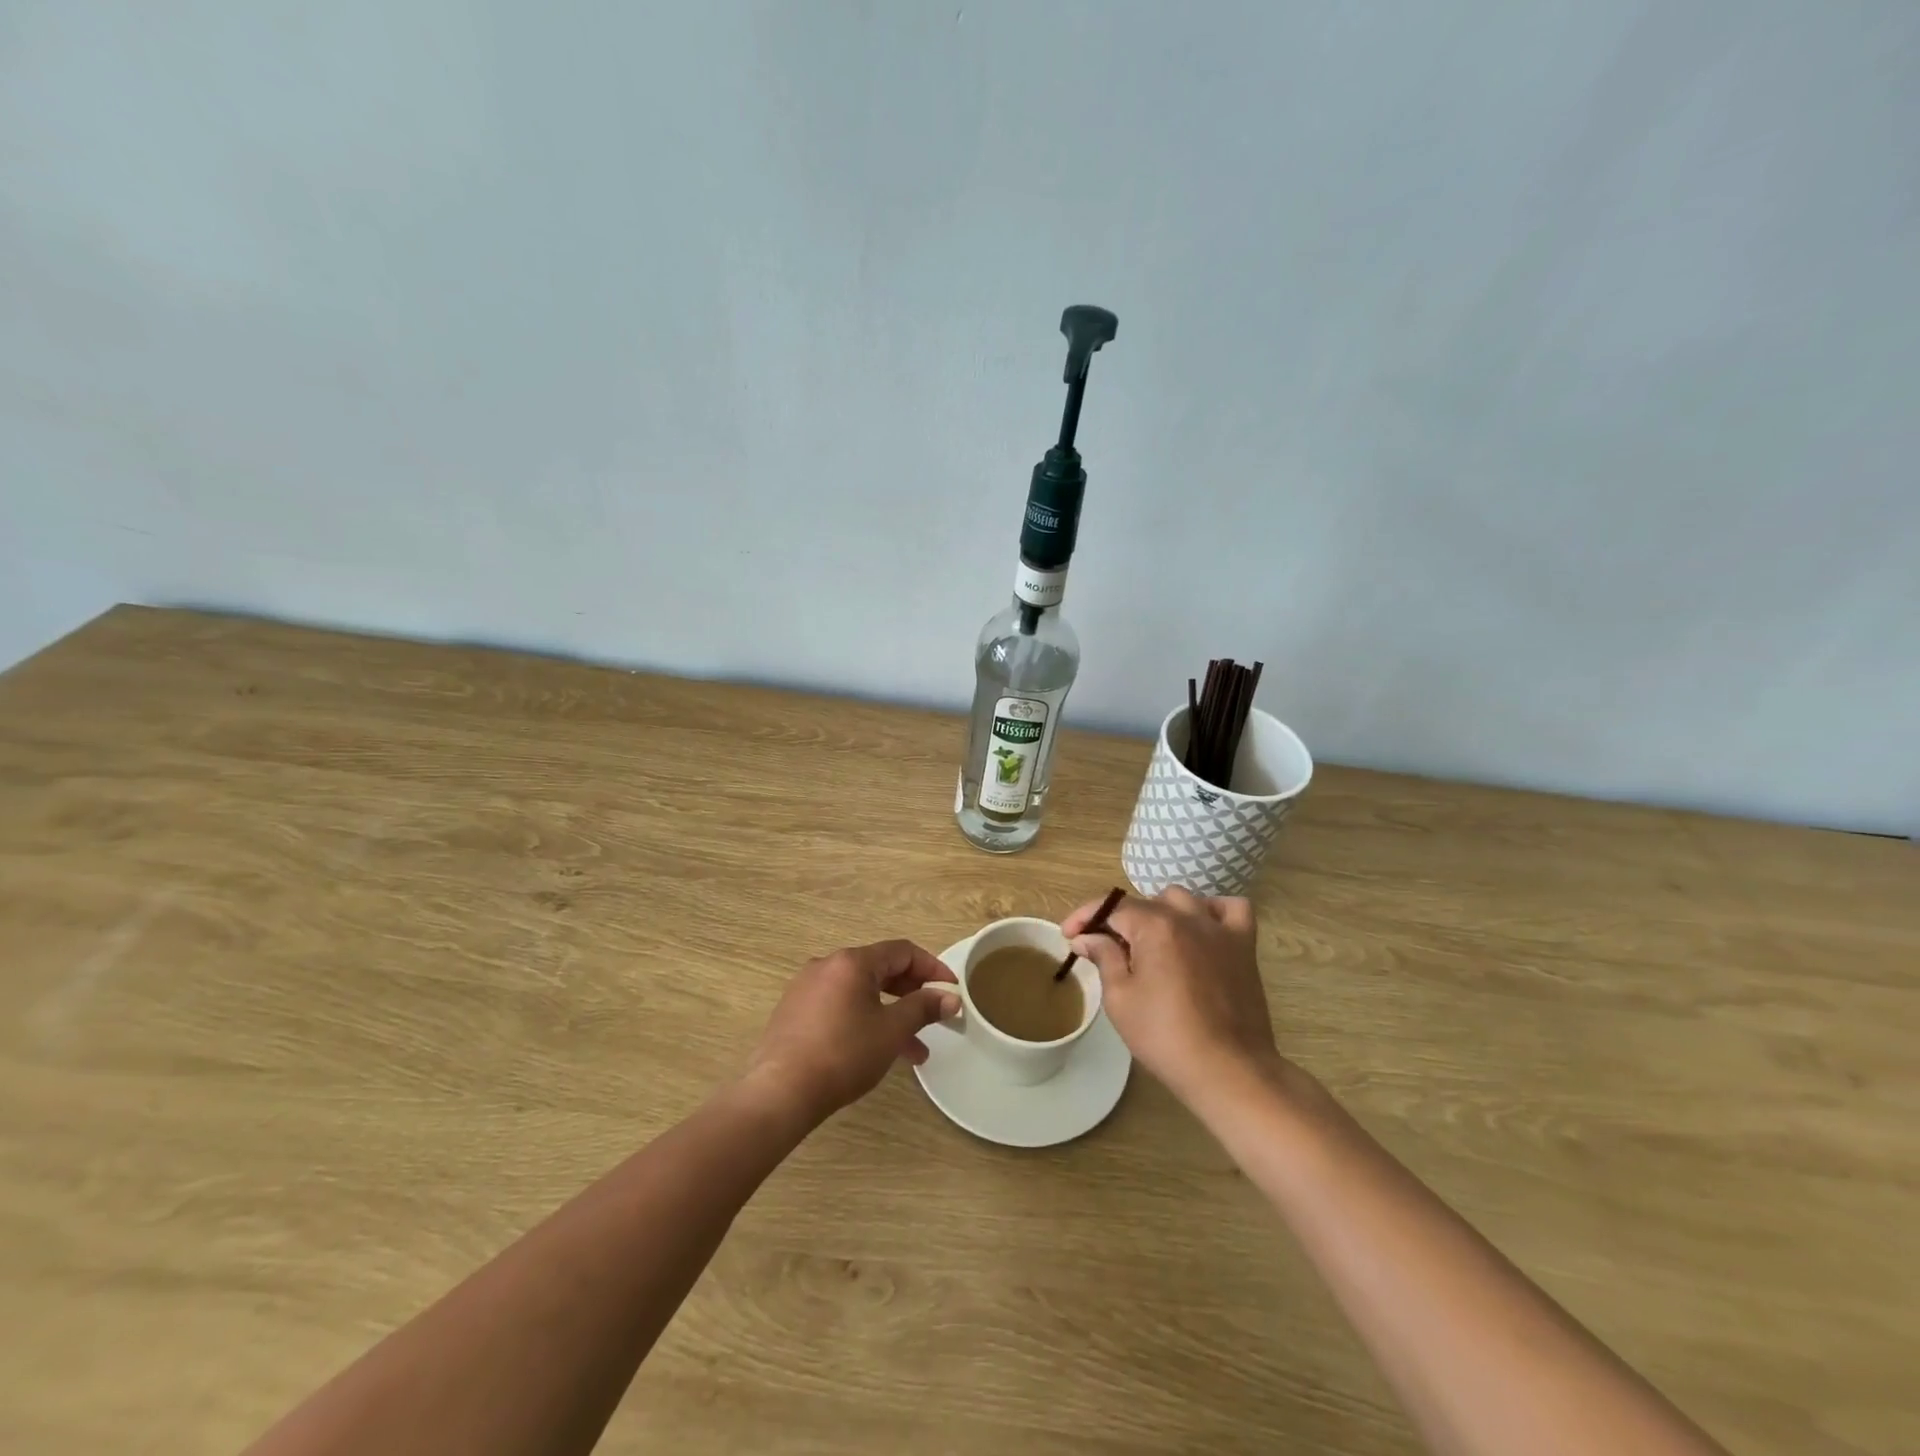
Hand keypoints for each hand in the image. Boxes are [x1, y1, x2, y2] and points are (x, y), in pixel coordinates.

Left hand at [744, 940, 959, 1125]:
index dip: (932, 968)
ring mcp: (806, 988)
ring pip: (861, 992)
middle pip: (880, 969)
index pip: (902, 951)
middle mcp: (827, 965)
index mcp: (852, 961)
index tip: (951, 990)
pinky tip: (875, 1051)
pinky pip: (840, 1006)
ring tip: (913, 1051)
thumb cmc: (843, 1054)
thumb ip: (923, 1008)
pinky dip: (864, 1020)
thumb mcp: (891, 1031)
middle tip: (934, 1017)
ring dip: (890, 1014)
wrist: (780, 1092)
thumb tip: (951, 997)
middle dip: (911, 994)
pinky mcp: (794, 1012)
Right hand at [1063, 888, 1281, 1105]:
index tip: (1068, 935)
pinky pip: (1231, 909)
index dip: (1085, 917)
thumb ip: (1103, 958)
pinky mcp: (1244, 945)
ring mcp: (1220, 929)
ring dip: (1160, 912)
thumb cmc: (1165, 1037)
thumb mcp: (1120, 999)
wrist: (1228, 1071)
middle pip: (1145, 903)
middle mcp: (1188, 916)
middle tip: (1106, 950)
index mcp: (1155, 925)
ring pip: (1183, 900)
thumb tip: (1086, 937)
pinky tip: (1201, 929)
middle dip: (1119, 921)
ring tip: (1150, 941)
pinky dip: (1213, 911)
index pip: (1112, 907)